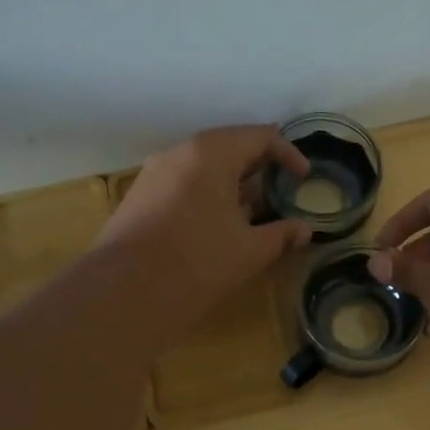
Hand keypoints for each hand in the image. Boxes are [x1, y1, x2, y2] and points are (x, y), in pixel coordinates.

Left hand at [98, 125, 312, 330]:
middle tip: (281, 188)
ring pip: (203, 166)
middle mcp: (179, 153)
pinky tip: (217, 224)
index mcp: (211, 153)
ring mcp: (154, 173)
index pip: (259, 136)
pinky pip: (183, 183)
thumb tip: (304, 229)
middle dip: (259, 166)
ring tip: (253, 210)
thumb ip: (282, 234)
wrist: (124, 293)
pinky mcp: (139, 197)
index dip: (288, 154)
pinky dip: (208, 194)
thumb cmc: (197, 263)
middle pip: (229, 146)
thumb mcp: (250, 251)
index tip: (304, 178)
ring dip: (232, 182)